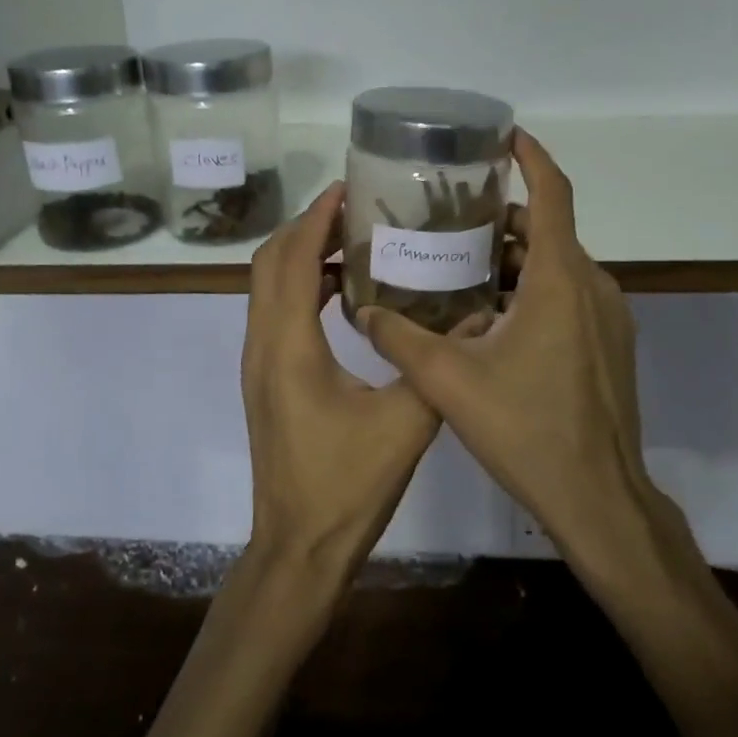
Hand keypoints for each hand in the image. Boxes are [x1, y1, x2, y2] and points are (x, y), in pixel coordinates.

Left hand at [241, 182, 440, 582]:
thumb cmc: (347, 486)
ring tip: (352, 238)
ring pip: (266, 286)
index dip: (314, 217)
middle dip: (306, 226)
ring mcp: (258, 362)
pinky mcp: (266, 378)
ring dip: (300, 254)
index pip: (290, 259)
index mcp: (289, 346)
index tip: (347, 188)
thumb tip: (479, 315)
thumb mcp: (406, 423)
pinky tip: (342, 291)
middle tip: (355, 209)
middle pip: (269, 262)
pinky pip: (275, 311)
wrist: (298, 548)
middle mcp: (263, 344)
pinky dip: (300, 285)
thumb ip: (438, 364)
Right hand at [357, 131, 682, 572]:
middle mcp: (592, 286)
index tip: (504, 136)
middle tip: (449, 218)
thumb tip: (359, 310)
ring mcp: (608, 316)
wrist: (598, 498)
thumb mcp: (448, 381)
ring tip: (459, 266)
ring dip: (513, 259)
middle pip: (548, 230)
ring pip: (557, 265)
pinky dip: (533, 288)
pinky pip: (570, 295)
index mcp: (559, 279)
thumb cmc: (527, 429)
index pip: (553, 194)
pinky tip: (491, 316)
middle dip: (501, 218)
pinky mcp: (610, 343)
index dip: (531, 157)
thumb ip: (399, 339)